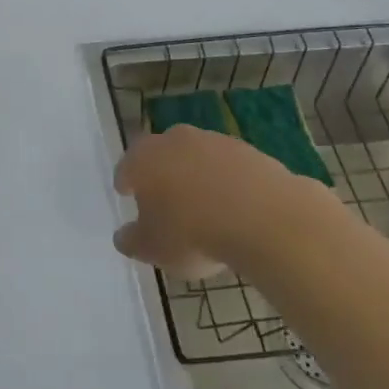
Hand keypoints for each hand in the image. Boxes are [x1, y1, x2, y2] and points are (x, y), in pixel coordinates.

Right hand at [112, 125, 334, 276]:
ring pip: (198, 157)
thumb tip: (124, 236)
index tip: (127, 195)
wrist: (264, 219)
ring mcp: (215, 141)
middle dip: (161, 173)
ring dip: (197, 176)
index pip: (127, 166)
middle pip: (162, 154)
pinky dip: (228, 183)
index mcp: (144, 158)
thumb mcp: (152, 249)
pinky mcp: (250, 151)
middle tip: (164, 200)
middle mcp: (176, 140)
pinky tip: (235, 209)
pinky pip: (230, 168)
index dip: (126, 182)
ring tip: (204, 208)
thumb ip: (132, 241)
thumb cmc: (192, 233)